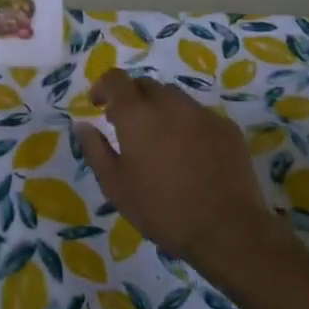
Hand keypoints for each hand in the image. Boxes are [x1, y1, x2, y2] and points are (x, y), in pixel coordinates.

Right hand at [73, 70, 285, 276]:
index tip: (98, 105)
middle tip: (127, 127)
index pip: (116, 79)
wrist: (227, 229)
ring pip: (174, 98)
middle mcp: (170, 103)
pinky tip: (190, 154)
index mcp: (138, 114)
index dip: (103, 87)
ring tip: (159, 141)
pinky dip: (187, 125)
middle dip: (132, 98)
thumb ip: (95, 149)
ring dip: (160, 110)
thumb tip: (82, 124)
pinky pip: (199, 115)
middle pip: (146, 85)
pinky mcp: (227, 127)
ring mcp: (202, 113)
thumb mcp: (116, 186)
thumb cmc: (161, 210)